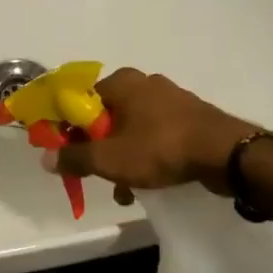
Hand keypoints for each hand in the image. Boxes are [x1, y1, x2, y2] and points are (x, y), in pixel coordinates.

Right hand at [49, 68, 259, 196]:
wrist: (226, 154)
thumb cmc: (160, 148)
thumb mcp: (109, 159)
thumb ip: (74, 158)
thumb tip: (46, 158)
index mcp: (120, 82)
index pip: (80, 101)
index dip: (69, 129)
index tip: (68, 155)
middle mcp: (144, 83)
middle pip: (106, 117)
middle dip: (99, 149)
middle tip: (97, 175)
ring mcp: (170, 99)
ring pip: (132, 129)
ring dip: (123, 158)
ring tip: (125, 190)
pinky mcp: (189, 117)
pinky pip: (156, 135)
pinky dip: (146, 156)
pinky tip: (148, 183)